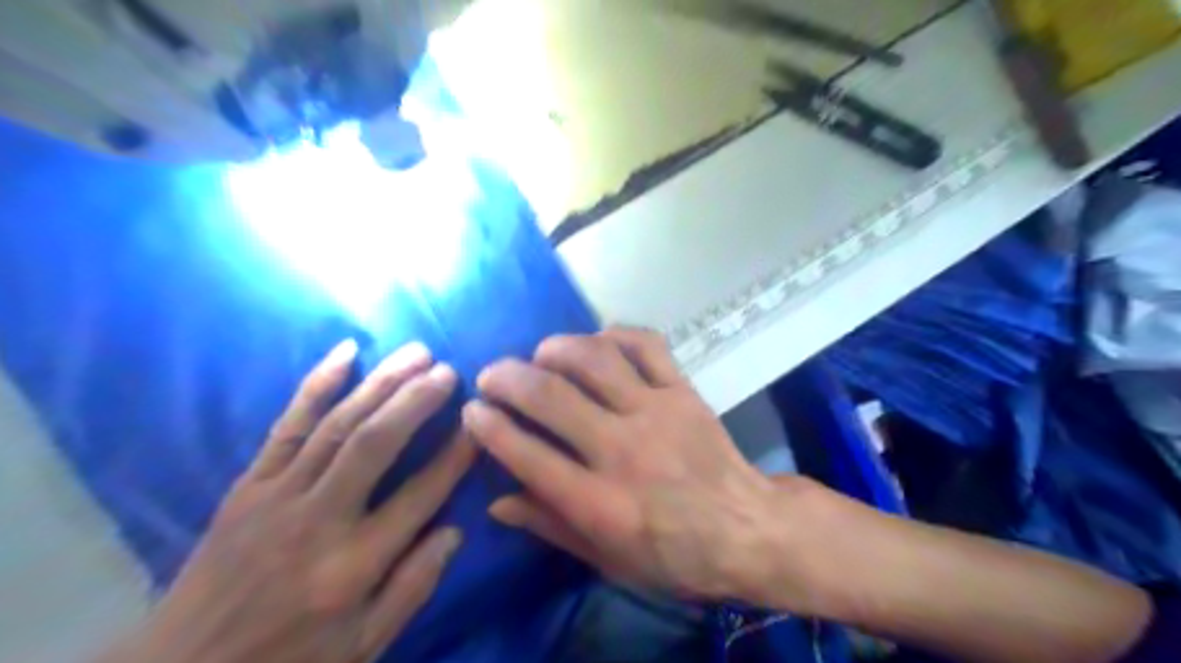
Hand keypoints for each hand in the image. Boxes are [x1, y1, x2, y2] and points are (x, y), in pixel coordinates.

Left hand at [111, 342, 472, 662]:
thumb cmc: (287, 658)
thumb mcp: (363, 644)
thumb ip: (413, 587)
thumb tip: (454, 530)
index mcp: (353, 565)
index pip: (420, 495)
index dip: (456, 455)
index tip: (480, 422)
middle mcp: (318, 520)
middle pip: (373, 444)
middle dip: (415, 401)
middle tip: (448, 370)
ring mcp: (277, 495)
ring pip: (336, 424)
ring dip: (380, 382)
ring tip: (416, 352)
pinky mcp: (249, 484)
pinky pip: (287, 424)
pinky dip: (317, 383)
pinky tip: (346, 351)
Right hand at [461, 330, 801, 602]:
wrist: (746, 529)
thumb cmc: (673, 554)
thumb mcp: (607, 559)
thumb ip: (551, 526)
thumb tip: (498, 499)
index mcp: (600, 502)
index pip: (527, 454)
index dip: (489, 427)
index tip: (472, 410)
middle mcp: (622, 449)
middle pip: (551, 397)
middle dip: (508, 378)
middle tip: (491, 374)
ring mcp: (655, 412)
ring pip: (595, 360)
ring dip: (556, 348)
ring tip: (539, 354)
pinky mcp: (682, 391)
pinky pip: (646, 345)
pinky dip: (615, 334)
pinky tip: (597, 341)